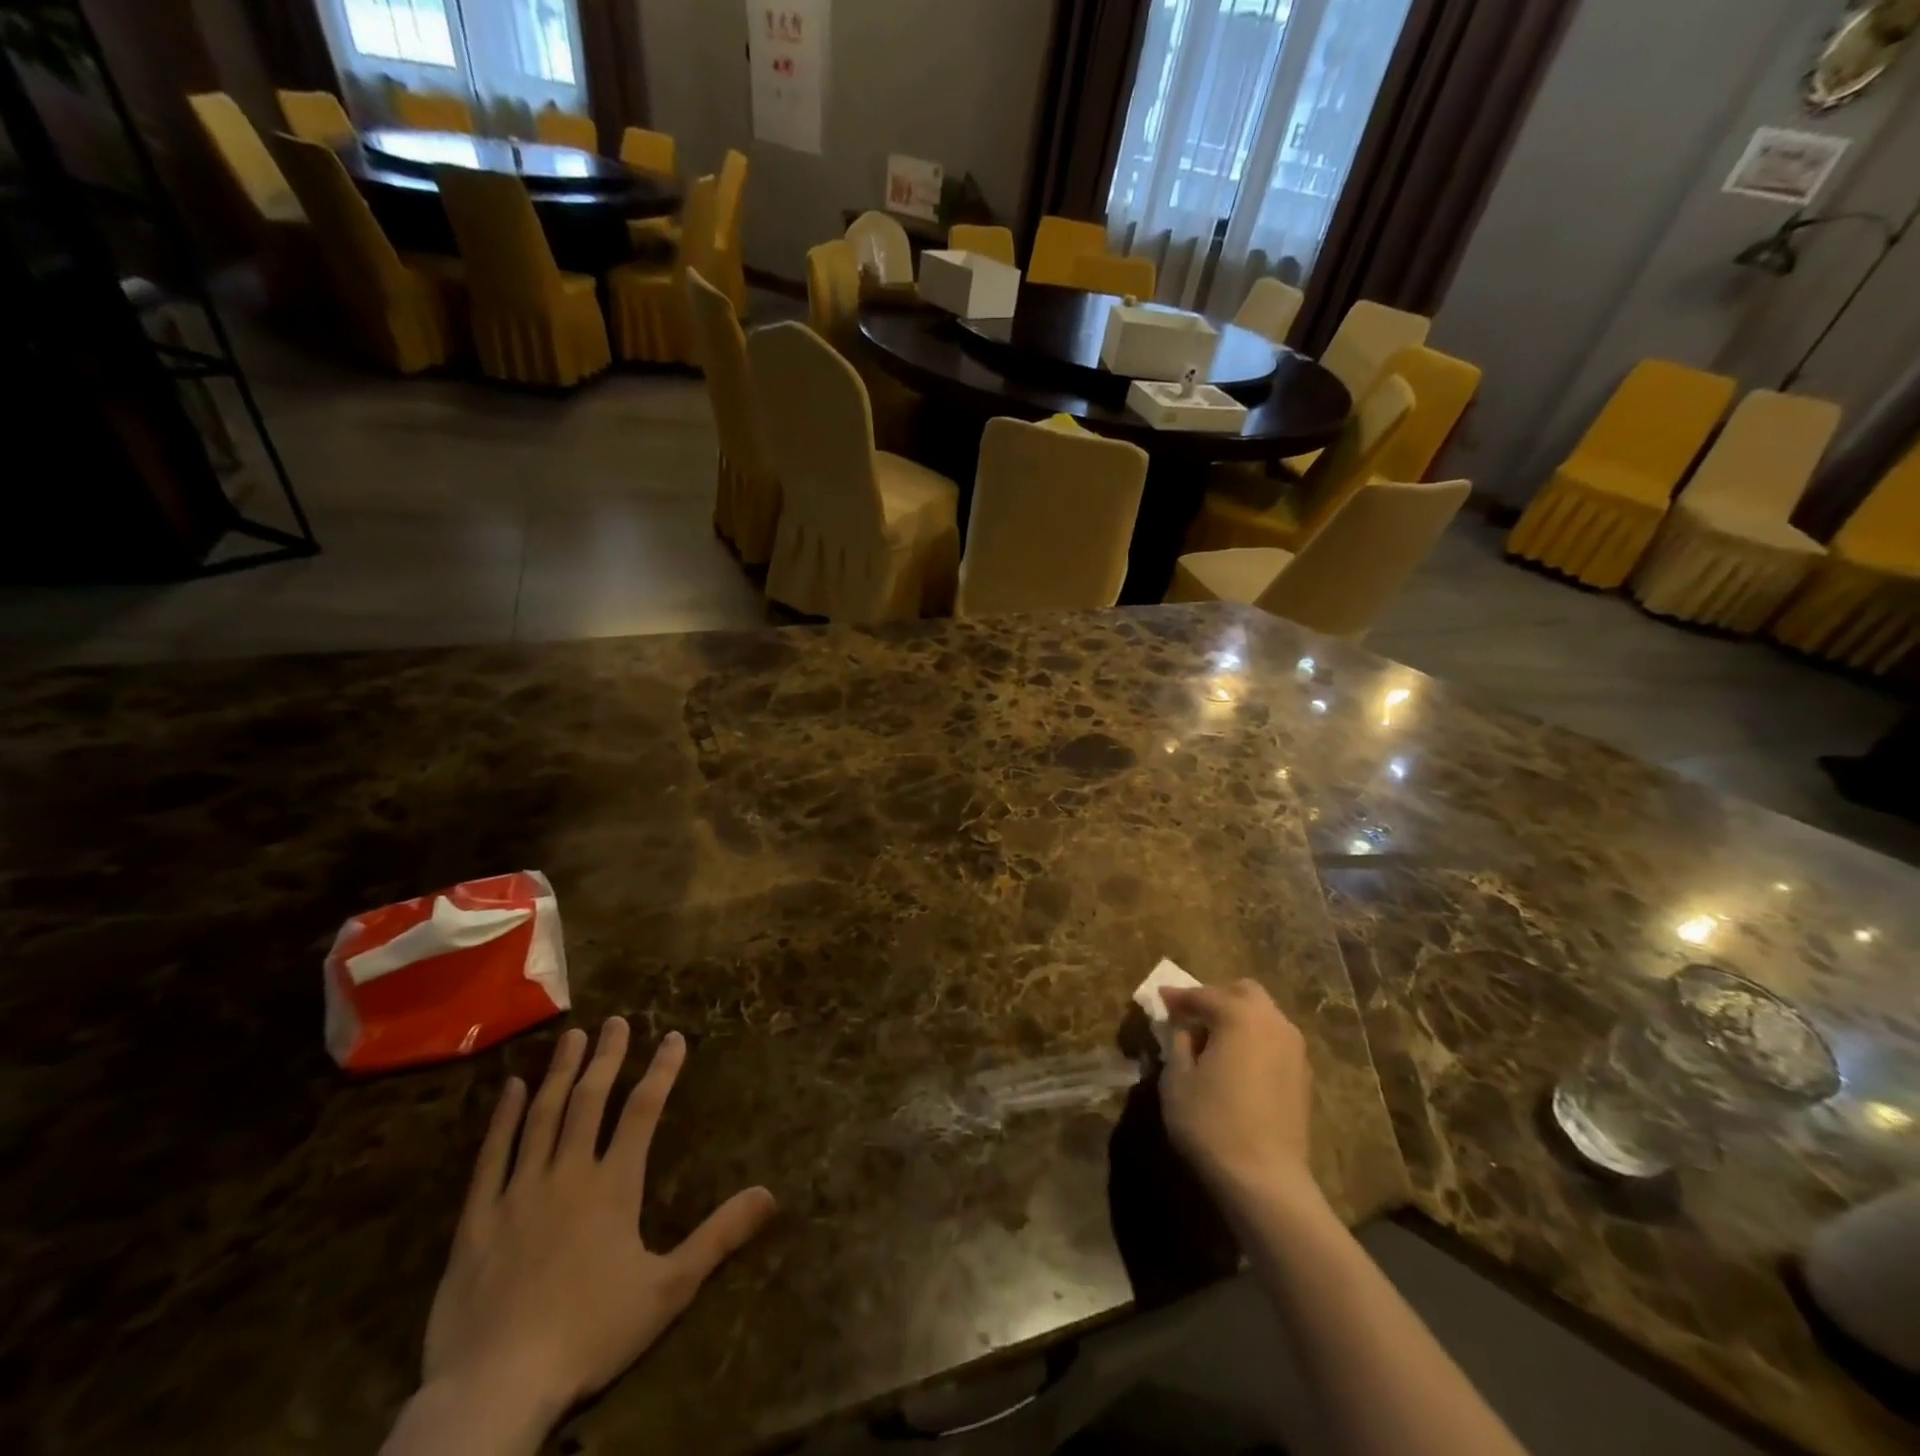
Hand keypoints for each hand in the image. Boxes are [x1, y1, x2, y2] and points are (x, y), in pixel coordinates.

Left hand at [419, 1019, 776, 1431]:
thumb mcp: (669, 1288)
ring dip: (559, 1073)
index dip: (661, 1070)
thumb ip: (719, 1236)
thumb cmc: (591, 1334)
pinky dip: (502, 1119)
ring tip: (571, 1037)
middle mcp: (567, 1174)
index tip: (673, 1037)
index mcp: (613, 1186)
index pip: (644, 1111)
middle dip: (606, 1057)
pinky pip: (491, 1157)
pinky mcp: (476, 1220)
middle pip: (590, 1101)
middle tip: (616, 1021)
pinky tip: (511, 1089)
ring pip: (542, 1117)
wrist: (495, 1389)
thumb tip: (770, 1193)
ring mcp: (518, 1193)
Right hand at [1159, 981, 1316, 1207]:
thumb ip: (1179, 1042)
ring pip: (1264, 1016)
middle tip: (1191, 1016)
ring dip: (1237, 1018)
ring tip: (1212, 1041)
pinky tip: (1236, 1064)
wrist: (1266, 1181)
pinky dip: (1253, 1041)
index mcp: (1240, 1015)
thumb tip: (1184, 1028)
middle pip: (1243, 992)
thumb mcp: (1177, 1079)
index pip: (1203, 995)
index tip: (1159, 1000)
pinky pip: (1274, 1042)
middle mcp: (1273, 1023)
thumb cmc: (1211, 1123)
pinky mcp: (1303, 1077)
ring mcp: (1295, 1050)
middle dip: (1216, 997)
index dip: (1178, 997)